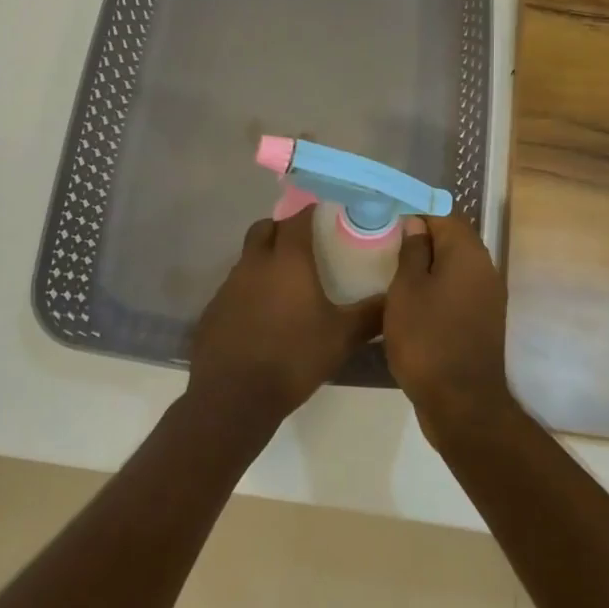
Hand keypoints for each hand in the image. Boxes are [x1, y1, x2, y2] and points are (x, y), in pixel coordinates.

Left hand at [187, 207, 382, 430]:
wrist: (234, 396)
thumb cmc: (293, 357)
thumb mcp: (341, 338)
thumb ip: (370, 315)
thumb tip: (394, 298)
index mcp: (287, 260)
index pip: (297, 218)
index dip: (310, 211)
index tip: (325, 214)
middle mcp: (255, 263)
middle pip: (265, 228)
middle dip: (283, 229)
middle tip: (304, 246)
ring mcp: (229, 285)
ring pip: (248, 257)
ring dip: (265, 259)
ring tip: (286, 283)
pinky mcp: (214, 309)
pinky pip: (235, 286)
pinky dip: (249, 289)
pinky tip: (262, 315)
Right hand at [383, 215, 515, 447]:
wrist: (461, 402)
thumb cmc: (426, 339)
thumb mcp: (406, 290)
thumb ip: (412, 251)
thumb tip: (417, 224)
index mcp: (467, 253)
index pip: (443, 213)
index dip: (415, 212)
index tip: (387, 219)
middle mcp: (485, 267)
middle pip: (453, 238)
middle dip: (422, 237)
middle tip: (386, 244)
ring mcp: (488, 295)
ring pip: (456, 264)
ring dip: (429, 263)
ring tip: (394, 270)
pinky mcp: (483, 318)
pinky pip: (459, 288)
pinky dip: (438, 286)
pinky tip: (413, 298)